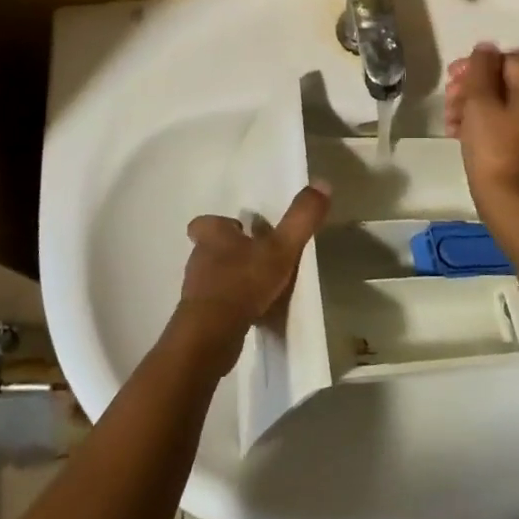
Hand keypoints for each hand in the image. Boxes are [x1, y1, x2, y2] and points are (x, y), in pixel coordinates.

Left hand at [175, 185, 331, 370]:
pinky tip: (251, 314)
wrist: (211, 336)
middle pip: (211, 249)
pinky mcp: (199, 319)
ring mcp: (196, 291)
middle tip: (258, 259)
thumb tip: (322, 182)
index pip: (206, 223)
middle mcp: (199, 259)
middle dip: (231, 253)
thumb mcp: (281, 248)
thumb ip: (301, 218)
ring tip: (259, 288)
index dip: (221, 225)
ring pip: (213, 278)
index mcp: (212, 236)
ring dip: (232, 280)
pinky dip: (231, 307)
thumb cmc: (243, 283)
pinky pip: (216, 307)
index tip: (241, 231)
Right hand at [445, 43, 518, 211]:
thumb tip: (485, 48)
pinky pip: (506, 124)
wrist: (509, 202)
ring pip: (502, 103)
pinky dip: (483, 123)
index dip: (477, 64)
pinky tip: (458, 134)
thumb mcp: (480, 102)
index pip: (507, 59)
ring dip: (472, 105)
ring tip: (449, 121)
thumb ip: (480, 69)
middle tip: (448, 99)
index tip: (453, 78)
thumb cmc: (493, 147)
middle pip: (505, 81)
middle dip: (472, 86)